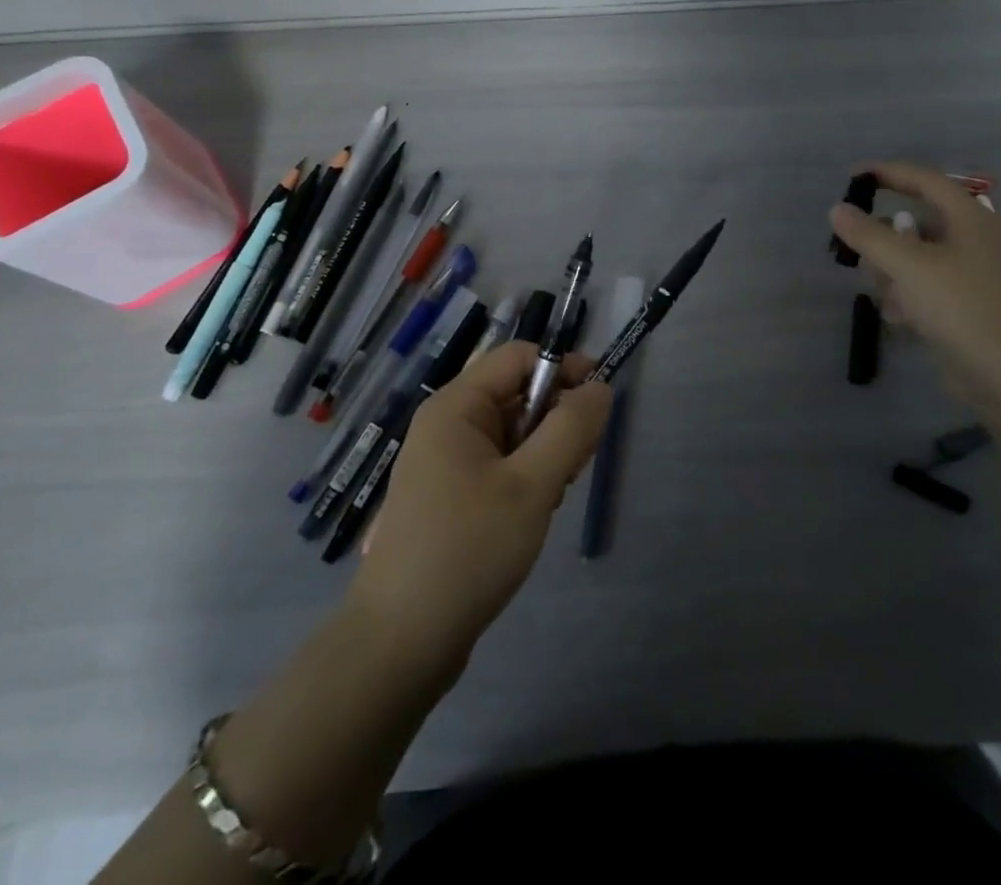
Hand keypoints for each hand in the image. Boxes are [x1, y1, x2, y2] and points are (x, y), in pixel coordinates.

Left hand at [345, 342, 610, 678]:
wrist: (400, 644)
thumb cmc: (467, 550)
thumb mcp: (532, 485)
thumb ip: (571, 428)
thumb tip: (600, 387)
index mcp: (456, 406)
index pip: (520, 357)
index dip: (564, 369)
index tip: (600, 403)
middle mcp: (447, 424)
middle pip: (518, 393)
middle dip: (556, 419)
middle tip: (577, 464)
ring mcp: (446, 462)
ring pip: (513, 432)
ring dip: (544, 453)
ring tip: (551, 497)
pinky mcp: (451, 496)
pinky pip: (500, 464)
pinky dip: (525, 478)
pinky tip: (532, 515)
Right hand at [829, 161, 1000, 395]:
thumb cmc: (960, 306)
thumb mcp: (907, 265)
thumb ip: (868, 235)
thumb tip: (837, 210)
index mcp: (970, 218)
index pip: (925, 180)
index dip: (888, 173)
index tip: (852, 177)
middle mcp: (975, 239)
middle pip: (917, 223)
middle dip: (886, 241)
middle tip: (859, 253)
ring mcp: (974, 275)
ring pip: (918, 259)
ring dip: (894, 274)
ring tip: (887, 296)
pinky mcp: (969, 306)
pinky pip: (927, 288)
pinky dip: (910, 297)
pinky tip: (902, 319)